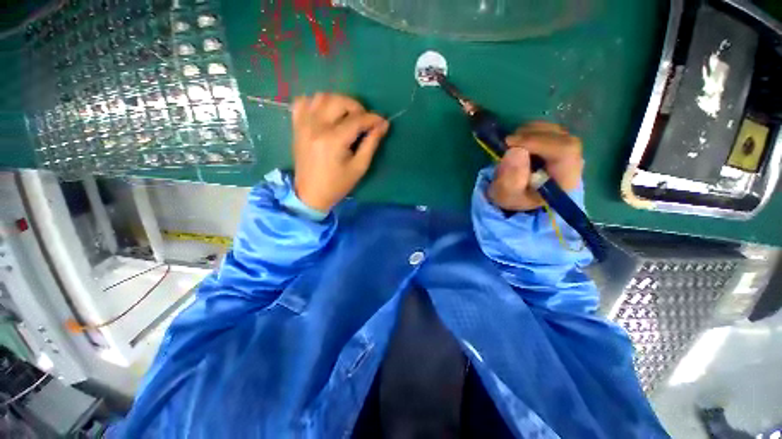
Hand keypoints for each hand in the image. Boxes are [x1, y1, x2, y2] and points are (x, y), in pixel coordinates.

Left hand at [291, 93, 388, 211]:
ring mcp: (303, 124)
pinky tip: (325, 113)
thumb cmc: (338, 184)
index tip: (383, 122)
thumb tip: (383, 125)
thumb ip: (371, 144)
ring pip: (321, 96)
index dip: (373, 119)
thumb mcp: (359, 167)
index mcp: (333, 140)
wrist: (311, 194)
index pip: (357, 119)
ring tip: (347, 116)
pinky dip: (317, 103)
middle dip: (357, 107)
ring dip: (338, 102)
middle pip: (339, 101)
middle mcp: (316, 127)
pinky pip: (303, 102)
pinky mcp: (296, 126)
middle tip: (364, 121)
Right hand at [488, 122, 582, 211]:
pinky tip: (520, 141)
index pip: (563, 151)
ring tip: (512, 142)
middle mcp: (574, 164)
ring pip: (557, 132)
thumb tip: (515, 152)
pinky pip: (552, 131)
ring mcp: (570, 153)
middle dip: (533, 136)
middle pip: (562, 138)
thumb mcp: (506, 194)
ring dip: (532, 132)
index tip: (512, 143)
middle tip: (509, 142)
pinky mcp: (561, 146)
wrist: (520, 198)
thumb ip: (510, 179)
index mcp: (565, 181)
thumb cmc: (514, 197)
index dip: (537, 142)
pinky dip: (534, 131)